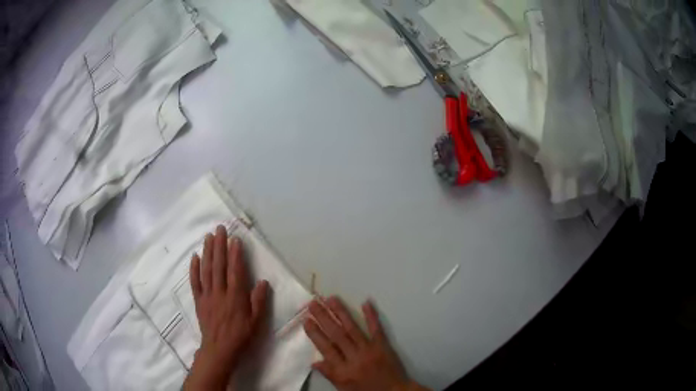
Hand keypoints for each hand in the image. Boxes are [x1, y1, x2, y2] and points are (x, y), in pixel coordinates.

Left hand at [183, 225, 268, 390]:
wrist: (219, 349)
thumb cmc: (241, 336)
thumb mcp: (256, 322)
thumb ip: (259, 301)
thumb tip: (263, 281)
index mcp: (235, 297)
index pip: (235, 271)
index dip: (235, 254)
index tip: (235, 239)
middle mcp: (220, 292)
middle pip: (219, 265)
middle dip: (219, 246)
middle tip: (220, 229)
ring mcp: (207, 295)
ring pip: (206, 270)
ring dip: (207, 252)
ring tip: (208, 236)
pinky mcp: (198, 300)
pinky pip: (195, 282)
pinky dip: (194, 269)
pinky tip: (195, 257)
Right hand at [303, 296, 427, 390]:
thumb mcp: (344, 388)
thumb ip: (330, 374)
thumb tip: (314, 362)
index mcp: (343, 371)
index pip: (326, 349)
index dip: (315, 334)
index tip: (306, 320)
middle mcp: (354, 358)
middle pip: (336, 335)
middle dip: (323, 318)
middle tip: (313, 303)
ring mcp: (369, 350)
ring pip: (352, 329)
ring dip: (341, 312)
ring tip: (331, 299)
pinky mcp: (383, 346)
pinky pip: (376, 329)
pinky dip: (371, 316)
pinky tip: (366, 302)